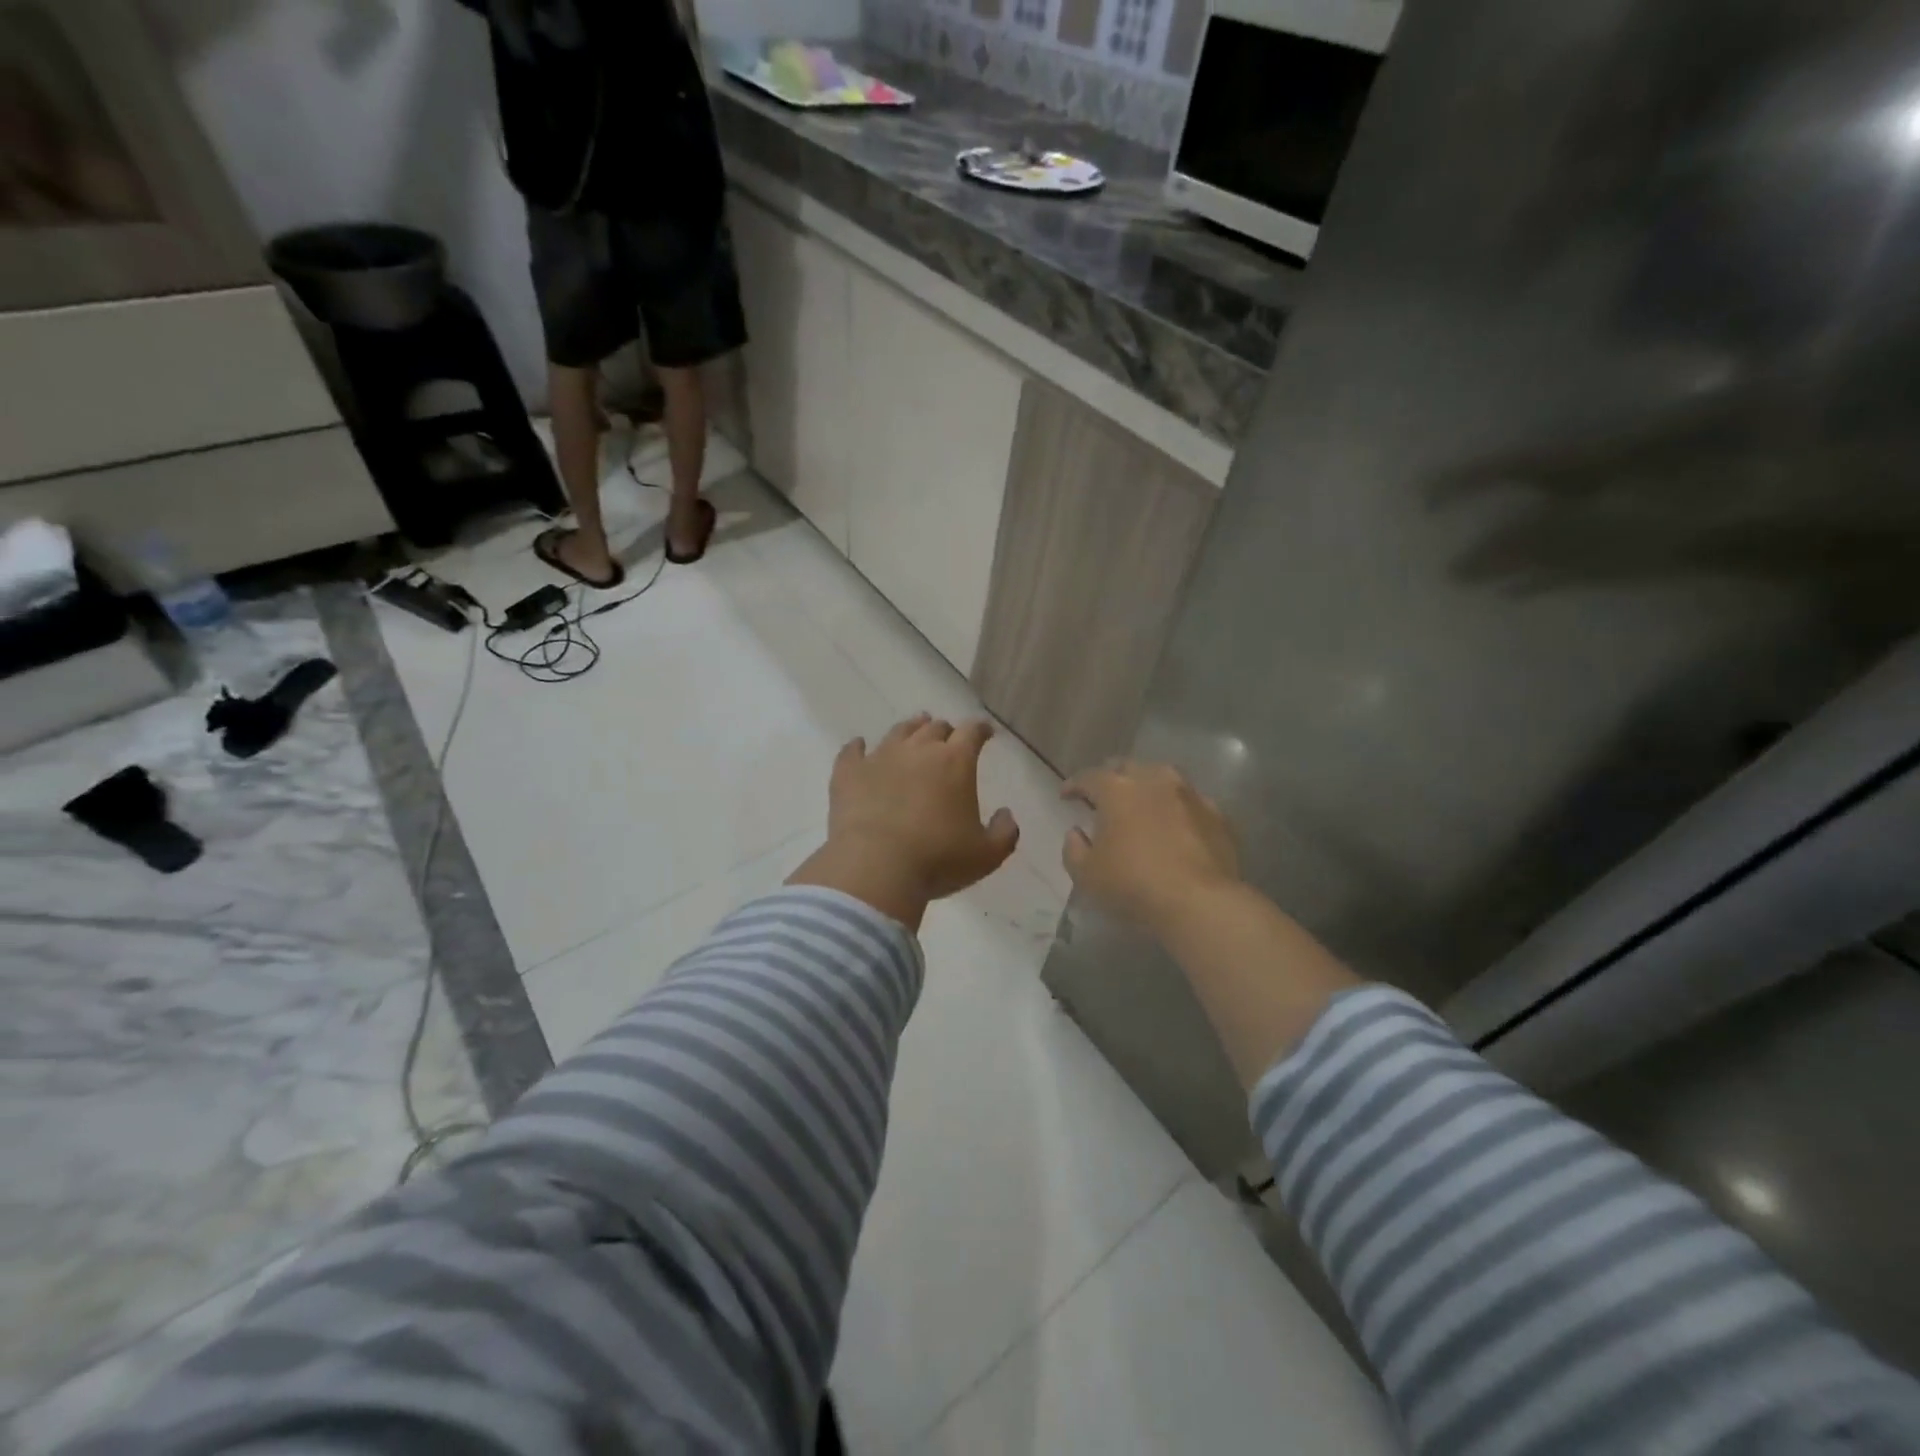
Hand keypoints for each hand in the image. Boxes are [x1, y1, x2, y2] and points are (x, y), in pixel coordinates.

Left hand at [789, 714, 1019, 928]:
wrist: (876, 867)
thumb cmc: (938, 860)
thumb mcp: (986, 856)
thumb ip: (1004, 833)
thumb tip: (1006, 815)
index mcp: (955, 762)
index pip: (972, 731)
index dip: (980, 729)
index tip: (985, 732)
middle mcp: (918, 750)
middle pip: (934, 728)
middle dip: (945, 731)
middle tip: (948, 739)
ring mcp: (880, 757)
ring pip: (898, 732)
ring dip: (910, 730)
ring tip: (913, 731)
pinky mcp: (849, 773)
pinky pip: (852, 751)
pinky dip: (857, 747)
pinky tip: (858, 746)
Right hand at [1062, 762, 1240, 932]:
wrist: (1200, 902)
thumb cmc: (1133, 884)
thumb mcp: (1087, 875)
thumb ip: (1074, 849)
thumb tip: (1077, 833)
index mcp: (1117, 790)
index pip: (1088, 777)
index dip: (1074, 785)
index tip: (1067, 796)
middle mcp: (1154, 780)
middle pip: (1128, 768)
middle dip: (1113, 778)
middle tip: (1104, 796)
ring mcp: (1190, 795)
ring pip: (1163, 779)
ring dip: (1148, 787)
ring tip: (1142, 805)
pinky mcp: (1217, 815)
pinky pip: (1190, 803)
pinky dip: (1177, 809)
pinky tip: (1175, 825)